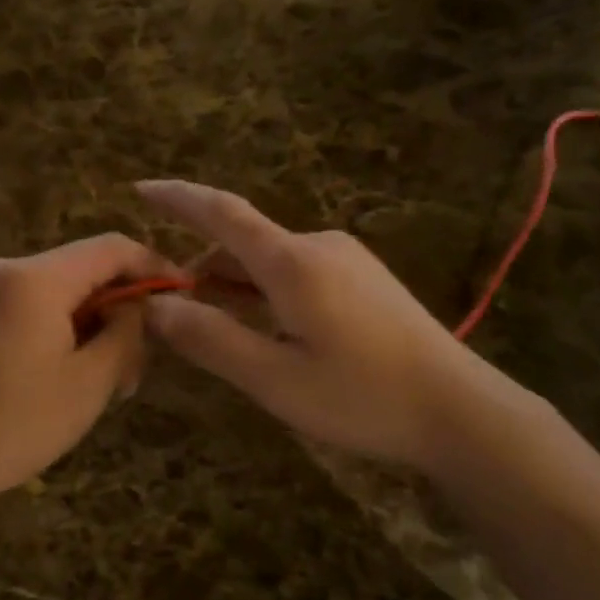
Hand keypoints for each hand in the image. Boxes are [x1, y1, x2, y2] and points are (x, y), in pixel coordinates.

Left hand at [0, 233, 174, 511]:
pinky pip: (34, 303)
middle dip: (121, 304)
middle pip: (84, 267)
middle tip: (143, 358)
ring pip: (61, 288)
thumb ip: (126, 331)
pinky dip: (63, 326)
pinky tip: (73, 369)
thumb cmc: (17, 424)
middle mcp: (6, 268)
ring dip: (93, 320)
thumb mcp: (91, 381)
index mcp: (35, 278)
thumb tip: (139, 305)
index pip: (111, 247)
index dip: (153, 265)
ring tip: (112, 375)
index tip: (183, 294)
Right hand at [136, 180, 542, 470]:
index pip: (221, 212)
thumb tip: (156, 305)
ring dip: (234, 285)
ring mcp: (348, 262)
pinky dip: (265, 293)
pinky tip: (264, 329)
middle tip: (171, 315)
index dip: (177, 199)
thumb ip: (210, 338)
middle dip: (201, 268)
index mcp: (292, 261)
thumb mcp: (273, 377)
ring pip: (270, 262)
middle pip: (243, 242)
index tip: (139, 189)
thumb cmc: (361, 397)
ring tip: (213, 330)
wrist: (460, 411)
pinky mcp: (366, 282)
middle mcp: (320, 246)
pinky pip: (297, 274)